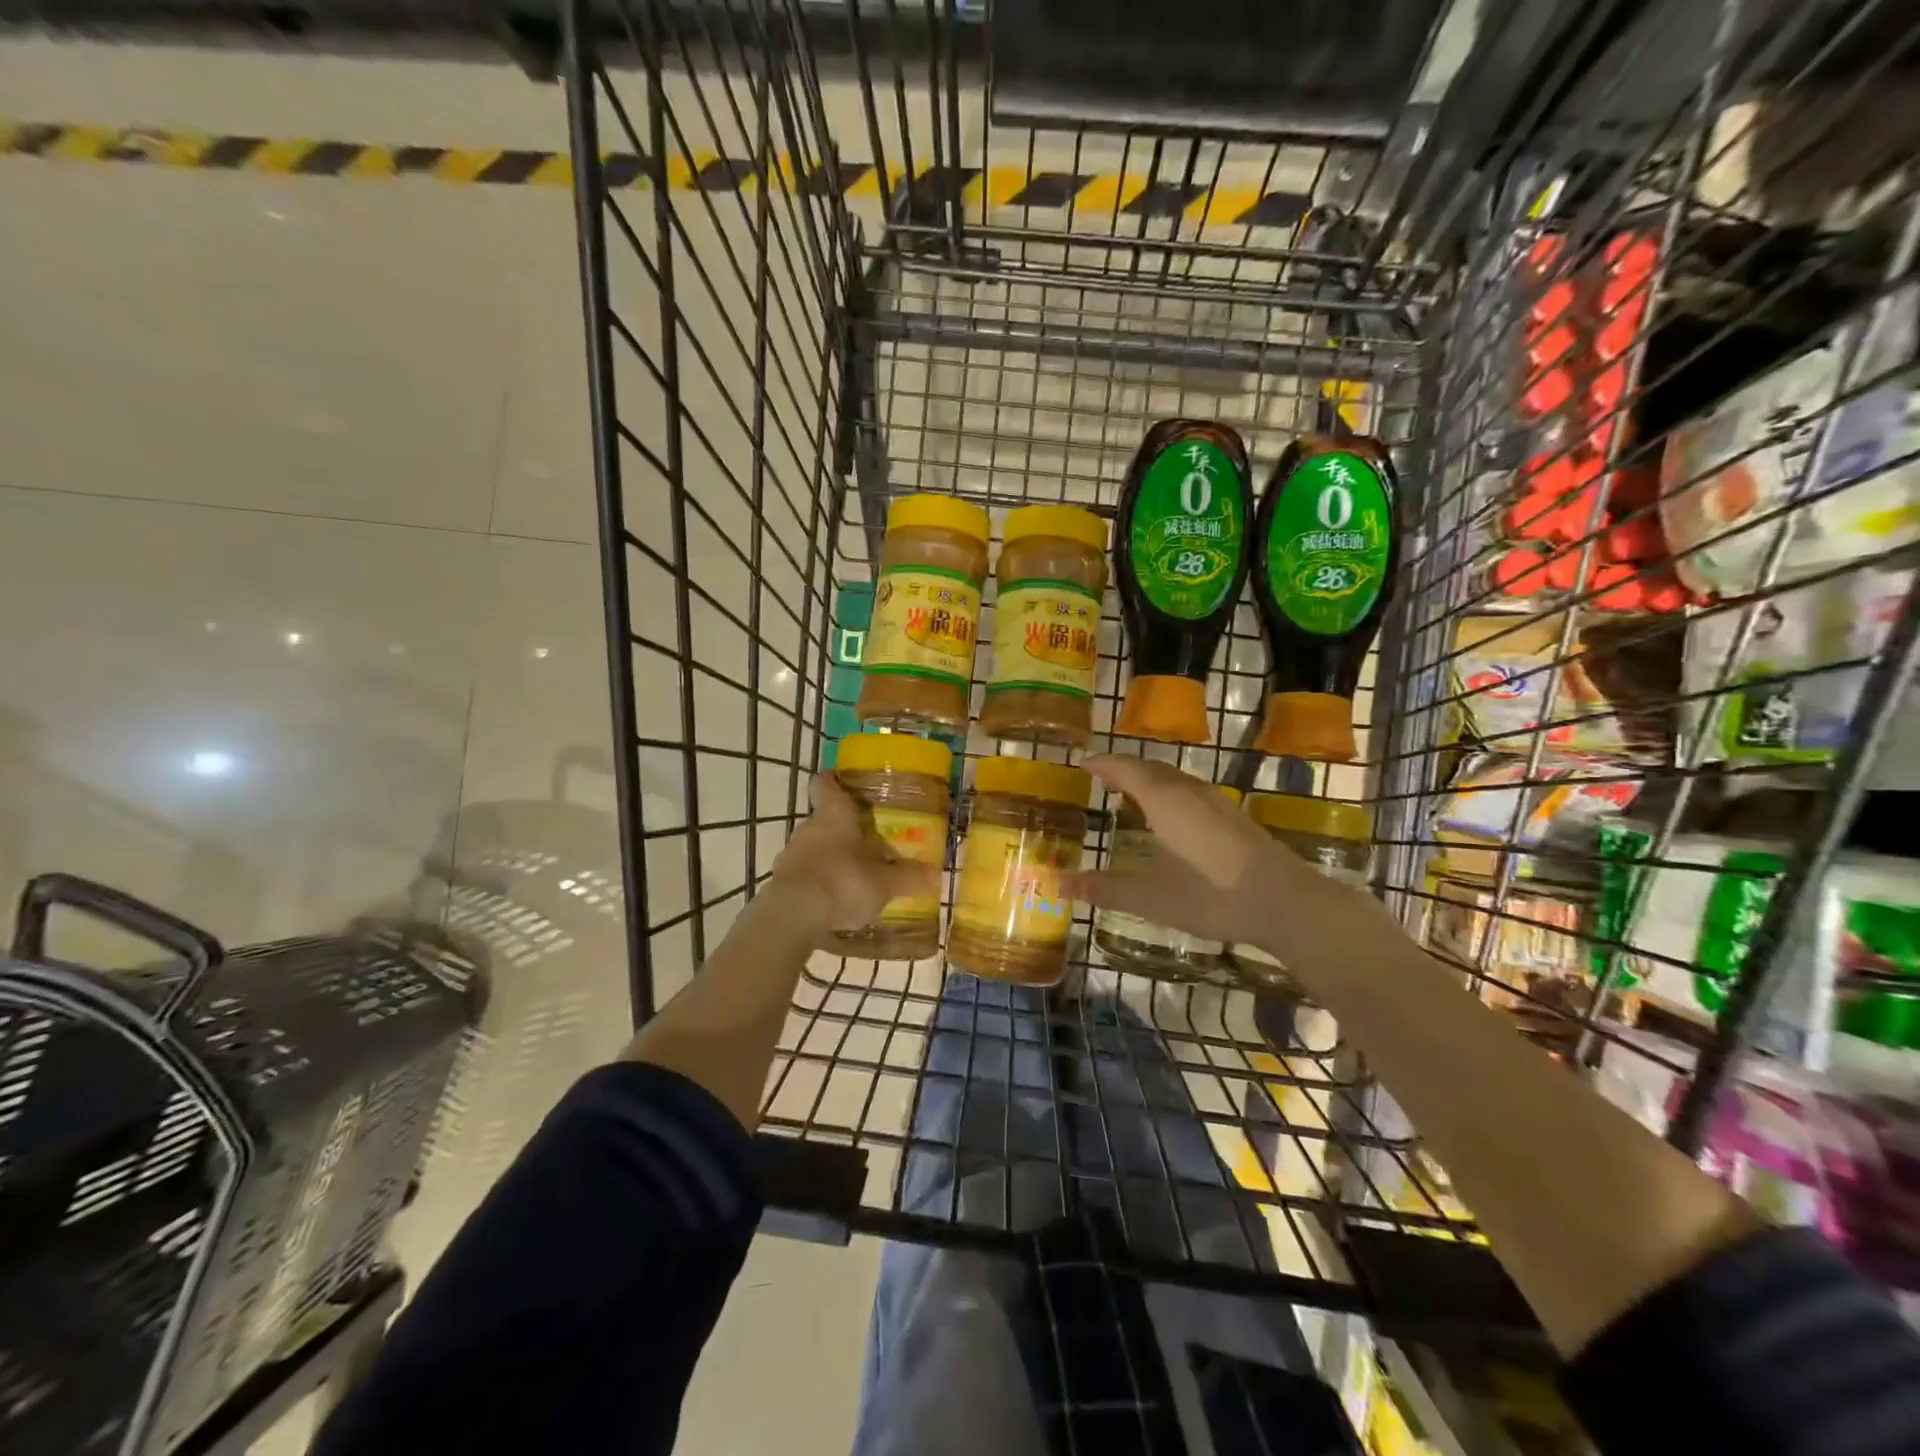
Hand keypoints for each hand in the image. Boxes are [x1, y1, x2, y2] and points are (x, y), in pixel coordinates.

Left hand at [768, 774, 939, 939]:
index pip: (826, 784)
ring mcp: (790, 854)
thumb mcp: (884, 883)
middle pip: (824, 819)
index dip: (833, 781)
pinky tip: (833, 901)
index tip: (842, 782)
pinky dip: (817, 882)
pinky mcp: (781, 882)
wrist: (793, 917)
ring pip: (813, 847)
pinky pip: (804, 874)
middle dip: (843, 829)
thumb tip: (934, 874)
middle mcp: (808, 827)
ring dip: (829, 857)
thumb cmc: (842, 883)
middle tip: (867, 841)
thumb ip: (908, 877)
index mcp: (834, 815)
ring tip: (853, 876)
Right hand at [1063, 755, 1381, 951]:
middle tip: (1102, 781)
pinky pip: (1190, 792)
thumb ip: (1104, 888)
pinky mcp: (1233, 817)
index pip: (1124, 768)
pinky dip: (1168, 794)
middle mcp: (1189, 791)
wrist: (1286, 902)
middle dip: (1123, 770)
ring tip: (1131, 797)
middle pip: (1150, 768)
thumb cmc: (1210, 894)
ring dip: (1148, 781)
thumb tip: (1060, 884)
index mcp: (1164, 799)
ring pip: (1174, 779)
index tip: (1082, 765)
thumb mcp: (1150, 897)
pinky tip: (1170, 821)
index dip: (1101, 764)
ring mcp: (1216, 802)